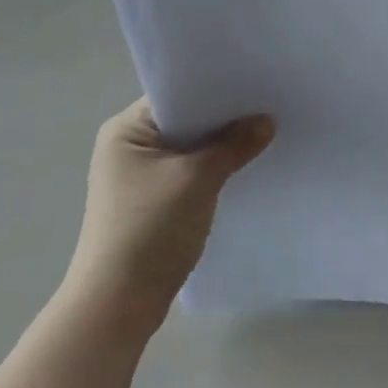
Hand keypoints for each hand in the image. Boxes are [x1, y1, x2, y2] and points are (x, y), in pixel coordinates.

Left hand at [63, 99, 273, 331]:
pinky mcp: (150, 203)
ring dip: (219, 148)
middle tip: (269, 108)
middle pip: (184, 122)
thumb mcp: (197, 180)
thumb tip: (266, 121)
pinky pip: (187, 175)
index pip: (177, 95)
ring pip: (188, 150)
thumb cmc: (150, 229)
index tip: (256, 84)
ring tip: (264, 136)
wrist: (118, 303)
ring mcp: (137, 177)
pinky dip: (211, 171)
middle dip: (223, 120)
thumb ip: (233, 146)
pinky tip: (242, 170)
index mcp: (126, 129)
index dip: (216, 90)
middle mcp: (127, 146)